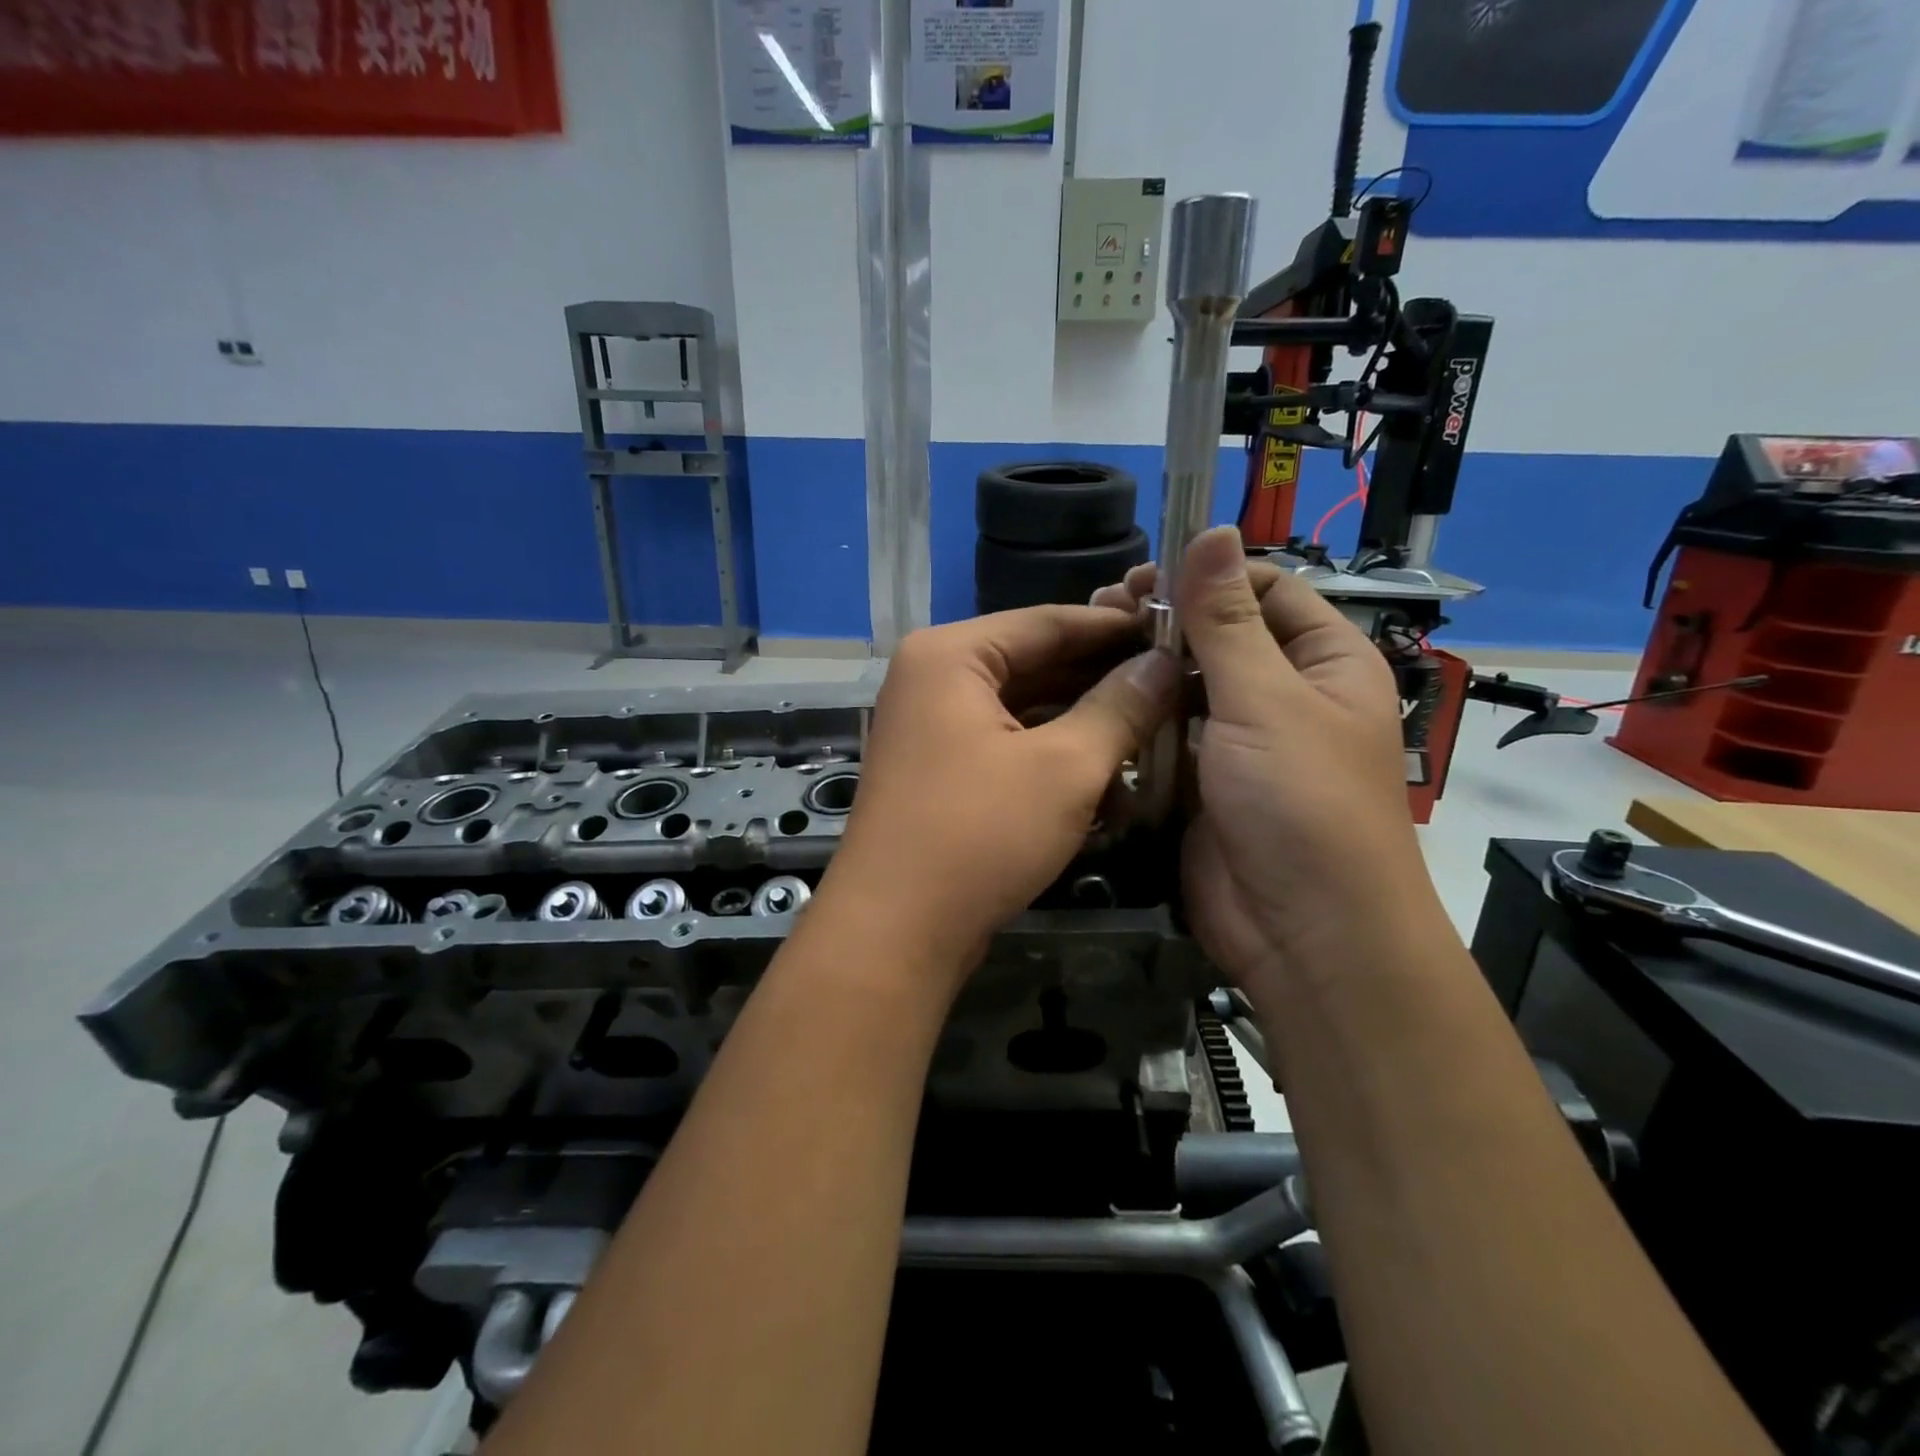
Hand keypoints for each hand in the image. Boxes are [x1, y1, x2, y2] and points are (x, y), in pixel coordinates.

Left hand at [820, 606, 1179, 985]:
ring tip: (1152, 736)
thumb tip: (1162, 665)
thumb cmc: (979, 834)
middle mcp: (934, 679)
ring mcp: (932, 728)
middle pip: (1035, 664)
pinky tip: (1108, 783)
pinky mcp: (940, 772)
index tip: (1175, 636)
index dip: (1116, 629)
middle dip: (1103, 683)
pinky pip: (1007, 747)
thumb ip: (1119, 707)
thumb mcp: (1064, 767)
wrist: (896, 931)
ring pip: (1024, 710)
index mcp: (951, 655)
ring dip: (1084, 727)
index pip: (1049, 622)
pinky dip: (1052, 760)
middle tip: (1173, 688)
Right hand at [1092, 527, 1427, 1000]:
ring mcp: (1237, 740)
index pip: (1265, 590)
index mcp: (1323, 662)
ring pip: (1184, 685)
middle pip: (1218, 635)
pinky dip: (1134, 716)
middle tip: (1101, 612)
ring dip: (1142, 667)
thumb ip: (1227, 619)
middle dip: (1163, 620)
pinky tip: (1093, 700)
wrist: (1302, 933)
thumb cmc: (1301, 803)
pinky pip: (1164, 733)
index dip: (1206, 575)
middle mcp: (1282, 694)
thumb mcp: (1265, 700)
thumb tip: (1213, 529)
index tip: (1142, 577)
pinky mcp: (1199, 780)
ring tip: (1086, 649)